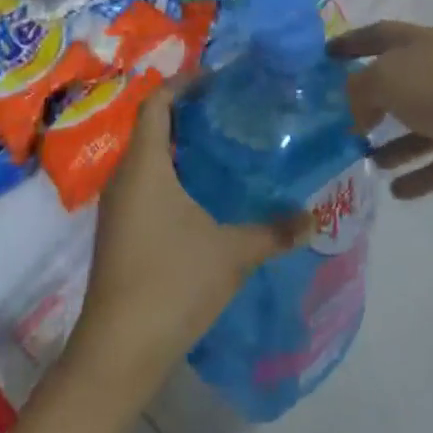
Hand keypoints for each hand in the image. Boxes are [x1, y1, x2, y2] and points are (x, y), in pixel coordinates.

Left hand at [68, 84, 304, 388]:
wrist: (118, 353)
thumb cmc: (172, 284)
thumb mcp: (233, 253)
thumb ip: (275, 230)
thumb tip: (314, 215)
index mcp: (145, 166)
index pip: (157, 103)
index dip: (184, 84)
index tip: (220, 80)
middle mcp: (124, 179)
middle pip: (152, 127)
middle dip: (190, 114)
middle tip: (233, 111)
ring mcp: (118, 208)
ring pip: (148, 159)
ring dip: (181, 147)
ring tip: (227, 147)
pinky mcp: (119, 233)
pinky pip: (145, 186)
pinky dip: (173, 176)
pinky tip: (206, 195)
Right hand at [330, 21, 432, 200]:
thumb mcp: (392, 78)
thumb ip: (361, 90)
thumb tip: (357, 109)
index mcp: (425, 43)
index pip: (380, 36)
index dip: (351, 43)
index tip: (324, 55)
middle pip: (401, 82)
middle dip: (371, 98)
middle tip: (339, 120)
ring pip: (419, 126)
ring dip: (392, 142)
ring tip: (362, 158)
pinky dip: (418, 176)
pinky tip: (393, 190)